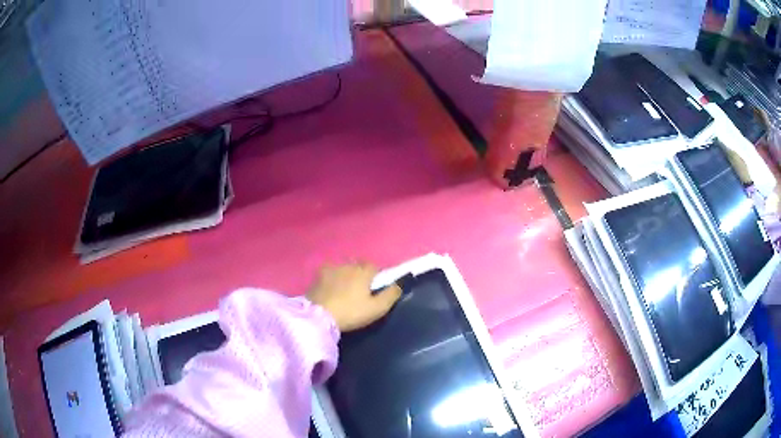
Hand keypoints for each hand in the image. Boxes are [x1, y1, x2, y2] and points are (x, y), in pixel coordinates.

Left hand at [306, 263, 401, 331]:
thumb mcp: (377, 308)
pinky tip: (329, 288)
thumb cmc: (351, 312)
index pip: (375, 267)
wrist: (319, 316)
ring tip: (344, 289)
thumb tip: (398, 285)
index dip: (376, 276)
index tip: (375, 288)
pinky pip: (328, 272)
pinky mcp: (317, 276)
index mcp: (363, 272)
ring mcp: (330, 269)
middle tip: (360, 290)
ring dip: (345, 274)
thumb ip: (390, 295)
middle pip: (358, 265)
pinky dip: (331, 277)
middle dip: (361, 273)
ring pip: (343, 267)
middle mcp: (348, 265)